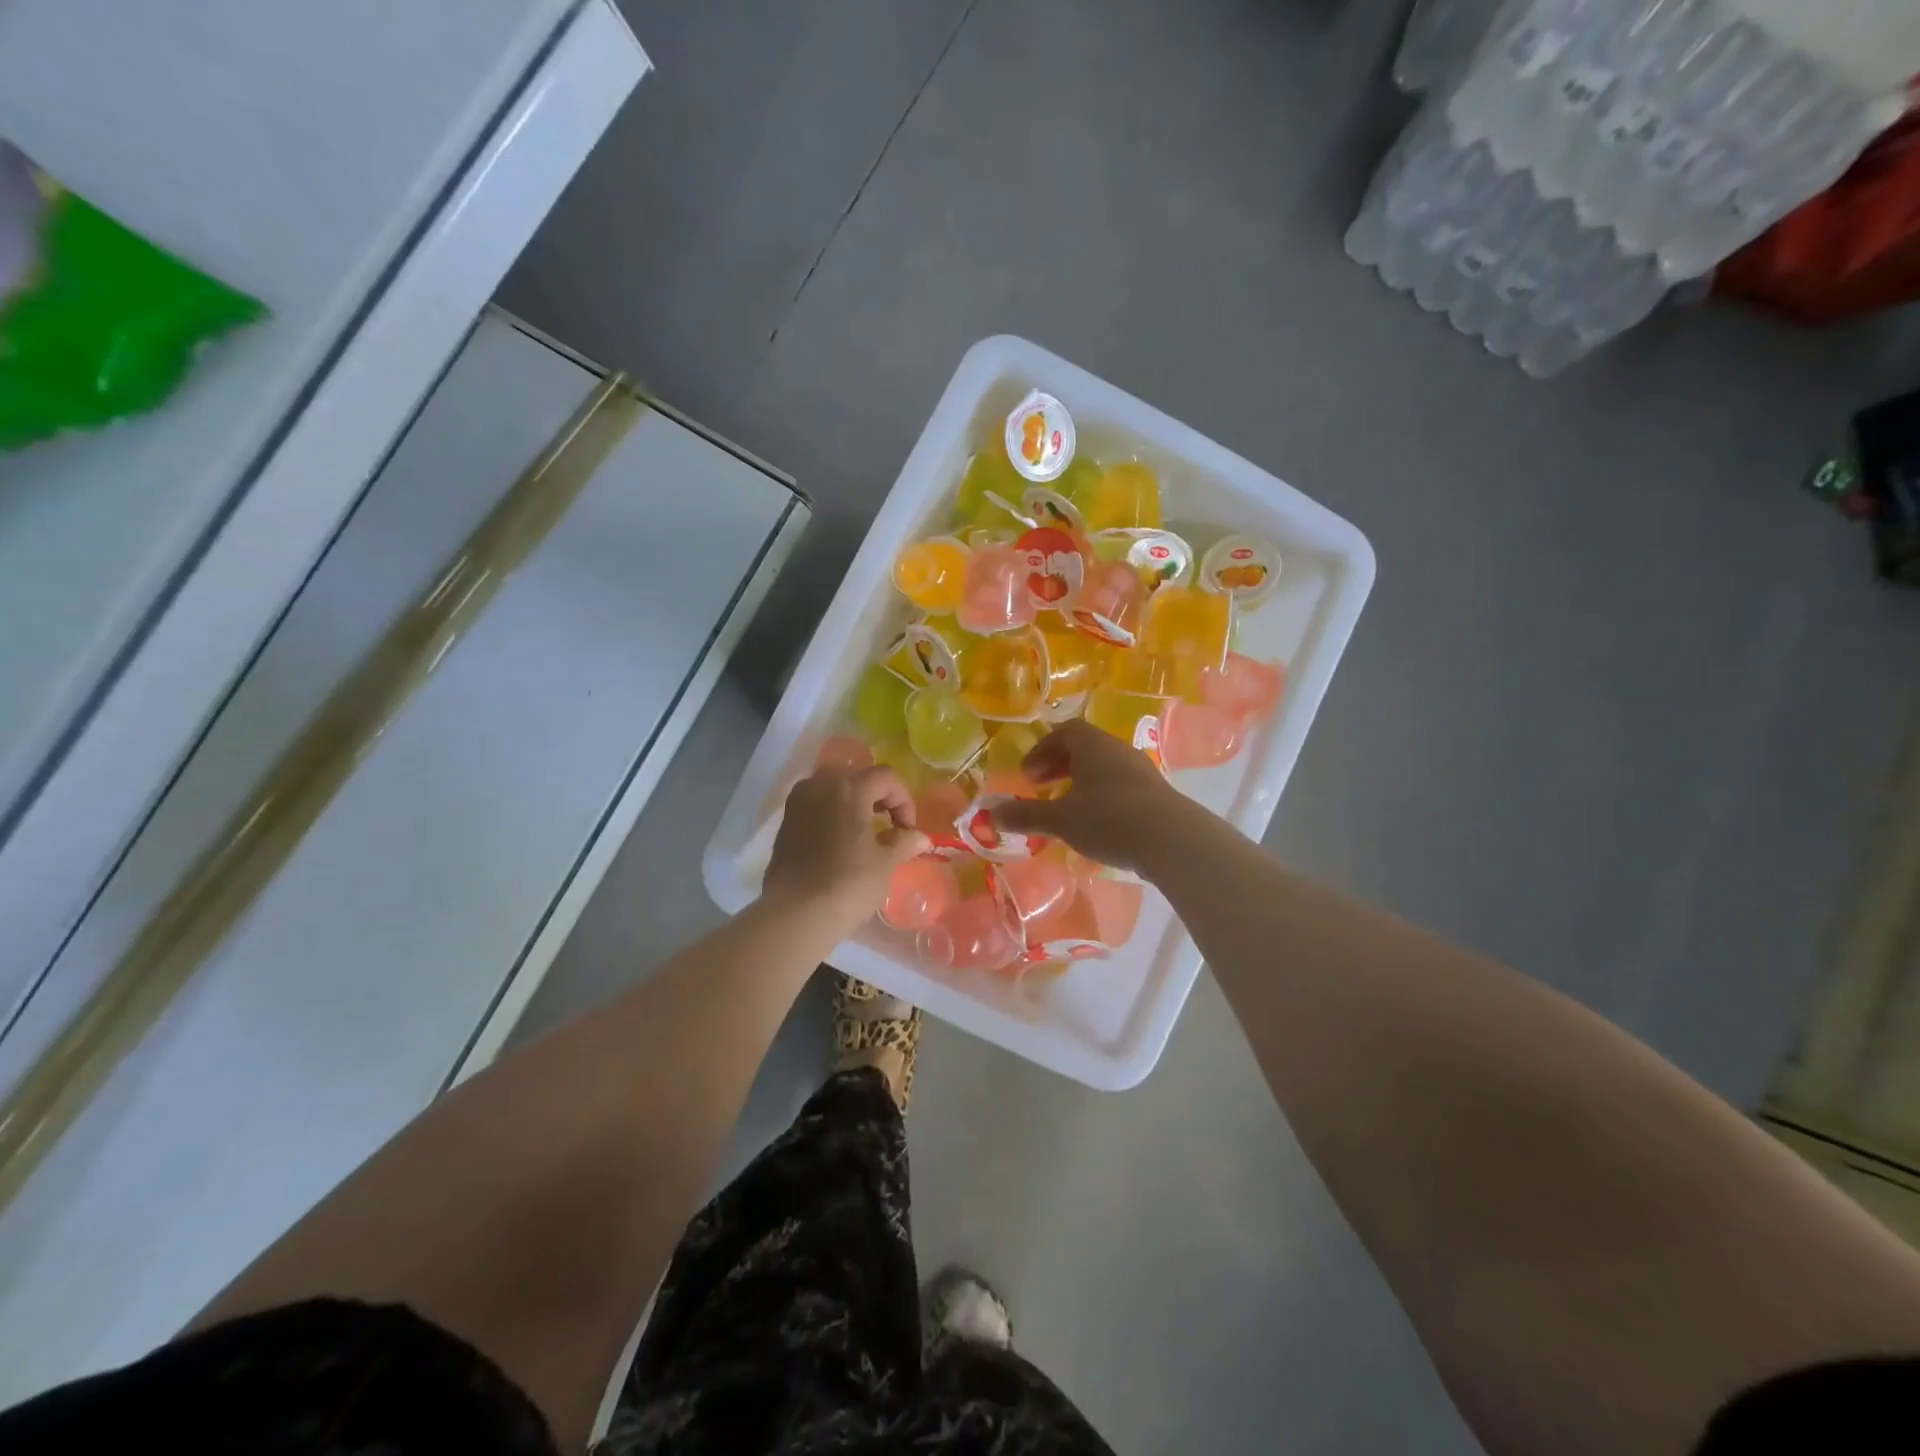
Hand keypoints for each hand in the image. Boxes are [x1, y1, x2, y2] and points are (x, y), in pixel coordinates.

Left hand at [764, 765, 929, 929]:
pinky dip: (833, 814)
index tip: (908, 830)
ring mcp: (798, 801)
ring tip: (865, 832)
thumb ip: (904, 842)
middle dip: (878, 797)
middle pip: (858, 777)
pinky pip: (816, 805)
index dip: (904, 800)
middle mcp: (820, 784)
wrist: (796, 913)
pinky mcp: (785, 821)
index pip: (886, 778)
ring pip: (834, 789)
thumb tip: (921, 838)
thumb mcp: (885, 862)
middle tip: (890, 826)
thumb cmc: (848, 883)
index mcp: (849, 787)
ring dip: (854, 804)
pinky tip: (841, 841)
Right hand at [990, 721, 1190, 874]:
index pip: (1064, 731)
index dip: (1042, 749)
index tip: (1028, 775)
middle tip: (1042, 787)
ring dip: (1081, 781)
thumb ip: (1026, 814)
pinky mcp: (1156, 794)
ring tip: (1067, 808)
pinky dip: (1102, 796)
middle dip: (1059, 764)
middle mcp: (1117, 750)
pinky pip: (1121, 785)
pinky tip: (1097, 824)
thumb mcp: (1060, 820)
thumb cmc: (1109, 819)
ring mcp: (1141, 770)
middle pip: (1085, 747)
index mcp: (1092, 745)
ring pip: (1104, 767)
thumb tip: (992, 814)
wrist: (1172, 840)